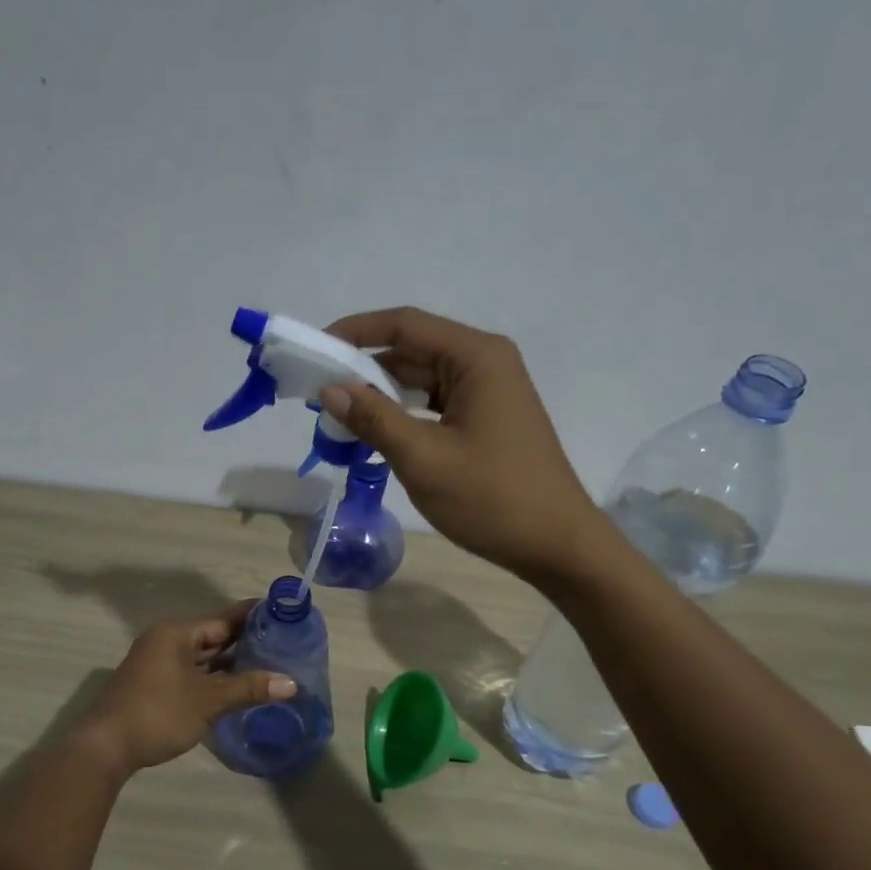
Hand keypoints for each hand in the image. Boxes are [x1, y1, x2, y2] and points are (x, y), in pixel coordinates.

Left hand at [75, 603, 295, 773]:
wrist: (105, 747)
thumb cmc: (158, 713)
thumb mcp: (208, 701)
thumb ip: (249, 688)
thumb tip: (291, 684)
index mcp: (176, 633)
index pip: (223, 619)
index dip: (253, 616)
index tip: (283, 613)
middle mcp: (167, 642)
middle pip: (213, 637)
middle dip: (245, 641)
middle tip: (284, 642)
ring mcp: (159, 664)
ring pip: (203, 658)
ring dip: (231, 663)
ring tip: (269, 663)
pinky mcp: (156, 686)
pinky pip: (193, 674)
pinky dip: (214, 678)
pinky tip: (238, 687)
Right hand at [319, 306, 601, 587]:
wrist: (556, 545)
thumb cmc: (492, 498)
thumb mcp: (424, 458)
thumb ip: (373, 418)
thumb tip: (329, 389)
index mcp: (476, 357)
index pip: (405, 325)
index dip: (355, 332)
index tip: (314, 350)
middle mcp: (485, 363)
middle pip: (412, 350)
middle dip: (363, 369)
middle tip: (317, 393)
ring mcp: (488, 393)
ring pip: (421, 381)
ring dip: (380, 397)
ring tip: (337, 417)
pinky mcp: (486, 420)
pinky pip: (434, 406)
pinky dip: (403, 416)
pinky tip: (374, 435)